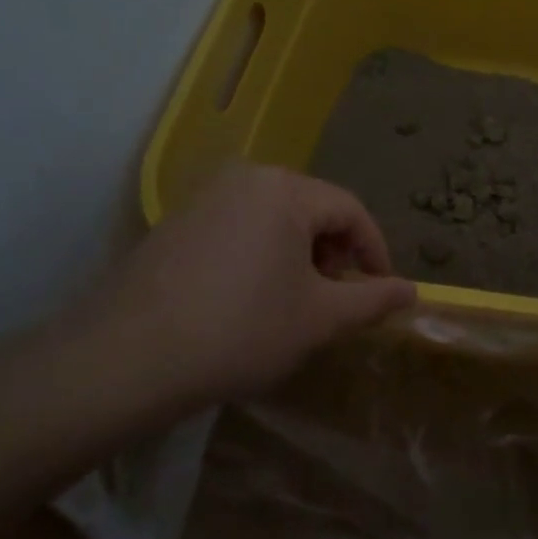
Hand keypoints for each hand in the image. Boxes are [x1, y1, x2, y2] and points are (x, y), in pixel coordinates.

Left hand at [89, 164, 415, 403]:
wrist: (125, 359)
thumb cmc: (241, 330)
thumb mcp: (319, 318)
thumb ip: (372, 299)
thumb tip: (413, 292)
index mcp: (285, 189)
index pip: (351, 211)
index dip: (375, 252)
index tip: (382, 291)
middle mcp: (245, 178)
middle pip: (312, 211)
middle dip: (334, 256)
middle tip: (336, 301)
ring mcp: (204, 198)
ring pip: (275, 221)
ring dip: (299, 259)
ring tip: (295, 305)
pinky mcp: (176, 224)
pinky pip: (239, 230)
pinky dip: (261, 259)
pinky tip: (250, 302)